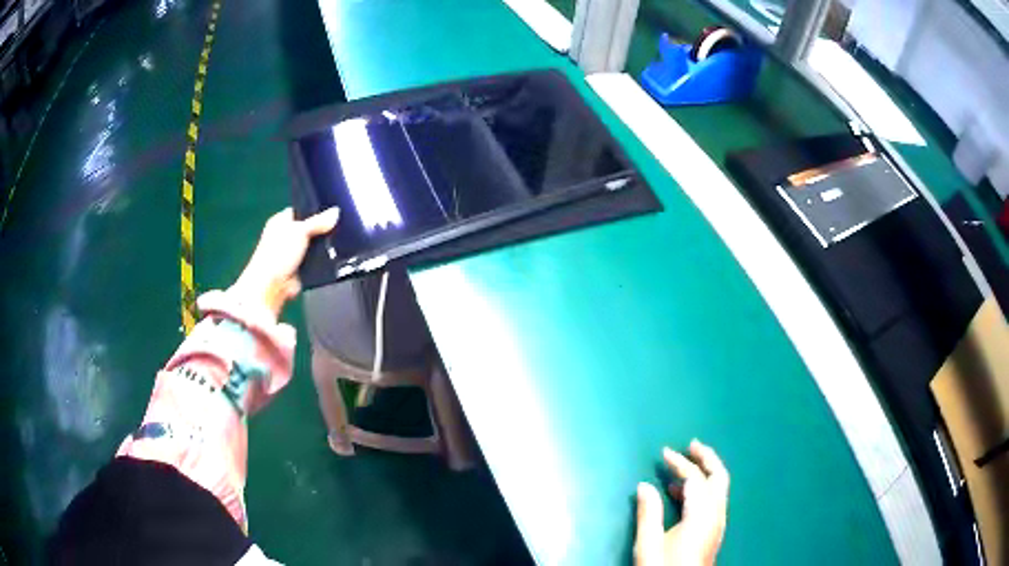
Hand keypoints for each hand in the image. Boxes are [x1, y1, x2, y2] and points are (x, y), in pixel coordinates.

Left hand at [229, 207, 339, 318]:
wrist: (272, 287)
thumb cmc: (279, 253)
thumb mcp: (299, 231)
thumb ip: (318, 221)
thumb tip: (336, 211)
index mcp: (281, 221)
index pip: (302, 210)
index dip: (317, 210)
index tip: (334, 211)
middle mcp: (287, 235)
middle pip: (311, 228)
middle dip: (324, 229)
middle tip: (342, 226)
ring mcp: (295, 253)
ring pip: (316, 244)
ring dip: (326, 245)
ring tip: (343, 241)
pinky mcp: (302, 268)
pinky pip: (318, 260)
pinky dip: (325, 260)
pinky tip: (338, 256)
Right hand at [634, 440, 728, 565]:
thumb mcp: (649, 544)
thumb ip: (648, 512)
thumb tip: (645, 485)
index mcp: (702, 514)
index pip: (695, 479)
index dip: (680, 463)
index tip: (664, 452)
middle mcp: (716, 515)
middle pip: (719, 477)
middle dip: (707, 458)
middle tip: (691, 445)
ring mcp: (718, 524)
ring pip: (719, 488)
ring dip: (705, 473)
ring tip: (683, 466)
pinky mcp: (714, 532)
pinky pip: (713, 500)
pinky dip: (702, 489)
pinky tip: (682, 495)